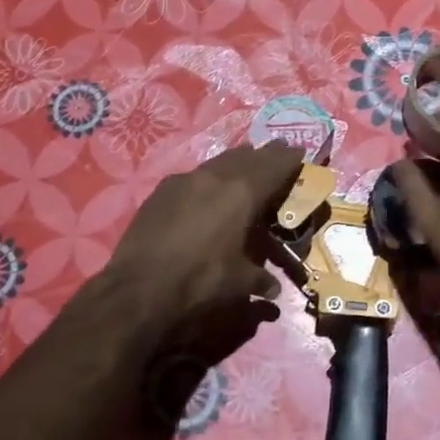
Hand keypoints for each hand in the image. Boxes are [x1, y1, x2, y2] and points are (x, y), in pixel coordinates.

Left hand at [102, 142, 303, 335]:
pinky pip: (194, 175)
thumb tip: (274, 290)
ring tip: (246, 161)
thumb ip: (260, 279)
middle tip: (278, 149)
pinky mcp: (162, 190)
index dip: (289, 158)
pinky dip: (209, 176)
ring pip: (219, 162)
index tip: (299, 150)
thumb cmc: (200, 281)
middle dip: (265, 154)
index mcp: (242, 193)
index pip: (273, 167)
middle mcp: (216, 177)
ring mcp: (185, 180)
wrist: (140, 286)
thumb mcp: (238, 283)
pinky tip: (207, 187)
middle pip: (247, 157)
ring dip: (236, 160)